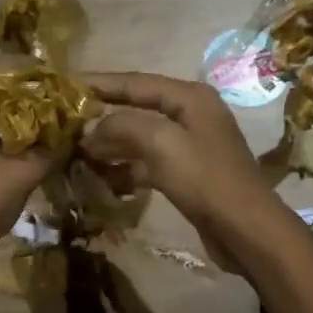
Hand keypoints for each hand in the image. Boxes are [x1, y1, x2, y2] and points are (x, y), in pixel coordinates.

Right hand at [79, 72, 288, 272]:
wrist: (246, 230)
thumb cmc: (206, 180)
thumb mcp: (161, 144)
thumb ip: (122, 126)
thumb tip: (90, 129)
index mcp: (189, 97)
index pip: (135, 82)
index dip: (100, 83)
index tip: (66, 86)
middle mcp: (191, 115)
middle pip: (137, 108)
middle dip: (102, 117)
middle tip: (65, 124)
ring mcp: (190, 146)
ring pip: (140, 138)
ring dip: (111, 145)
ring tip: (78, 153)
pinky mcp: (187, 174)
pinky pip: (148, 163)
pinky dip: (126, 168)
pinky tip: (104, 178)